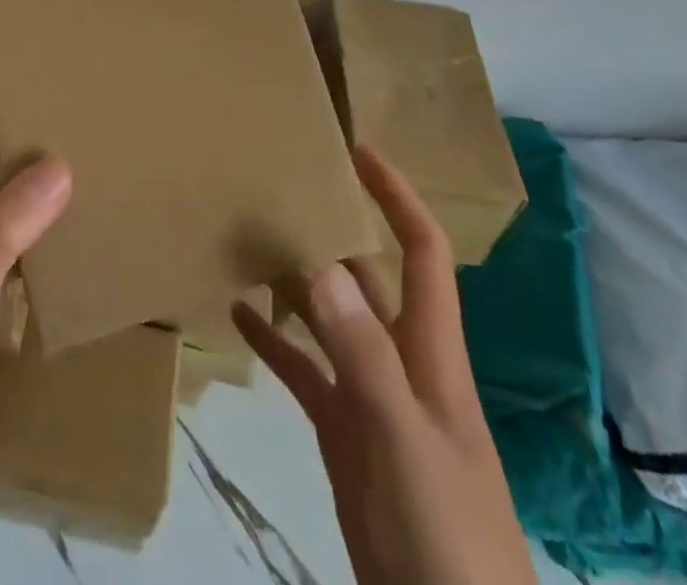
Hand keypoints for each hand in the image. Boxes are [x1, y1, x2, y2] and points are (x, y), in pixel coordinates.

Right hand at [233, 145, 535, 584]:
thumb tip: (323, 265)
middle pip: (366, 276)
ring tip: (245, 236)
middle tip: (277, 186)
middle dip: (332, 228)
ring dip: (294, 279)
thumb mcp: (407, 440)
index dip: (397, 197)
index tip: (357, 151)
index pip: (421, 251)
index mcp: (430, 352)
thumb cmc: (449, 534)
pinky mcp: (343, 436)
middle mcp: (399, 361)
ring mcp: (369, 399)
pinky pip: (303, 372)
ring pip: (328, 319)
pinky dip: (273, 341)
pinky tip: (236, 314)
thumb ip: (364, 356)